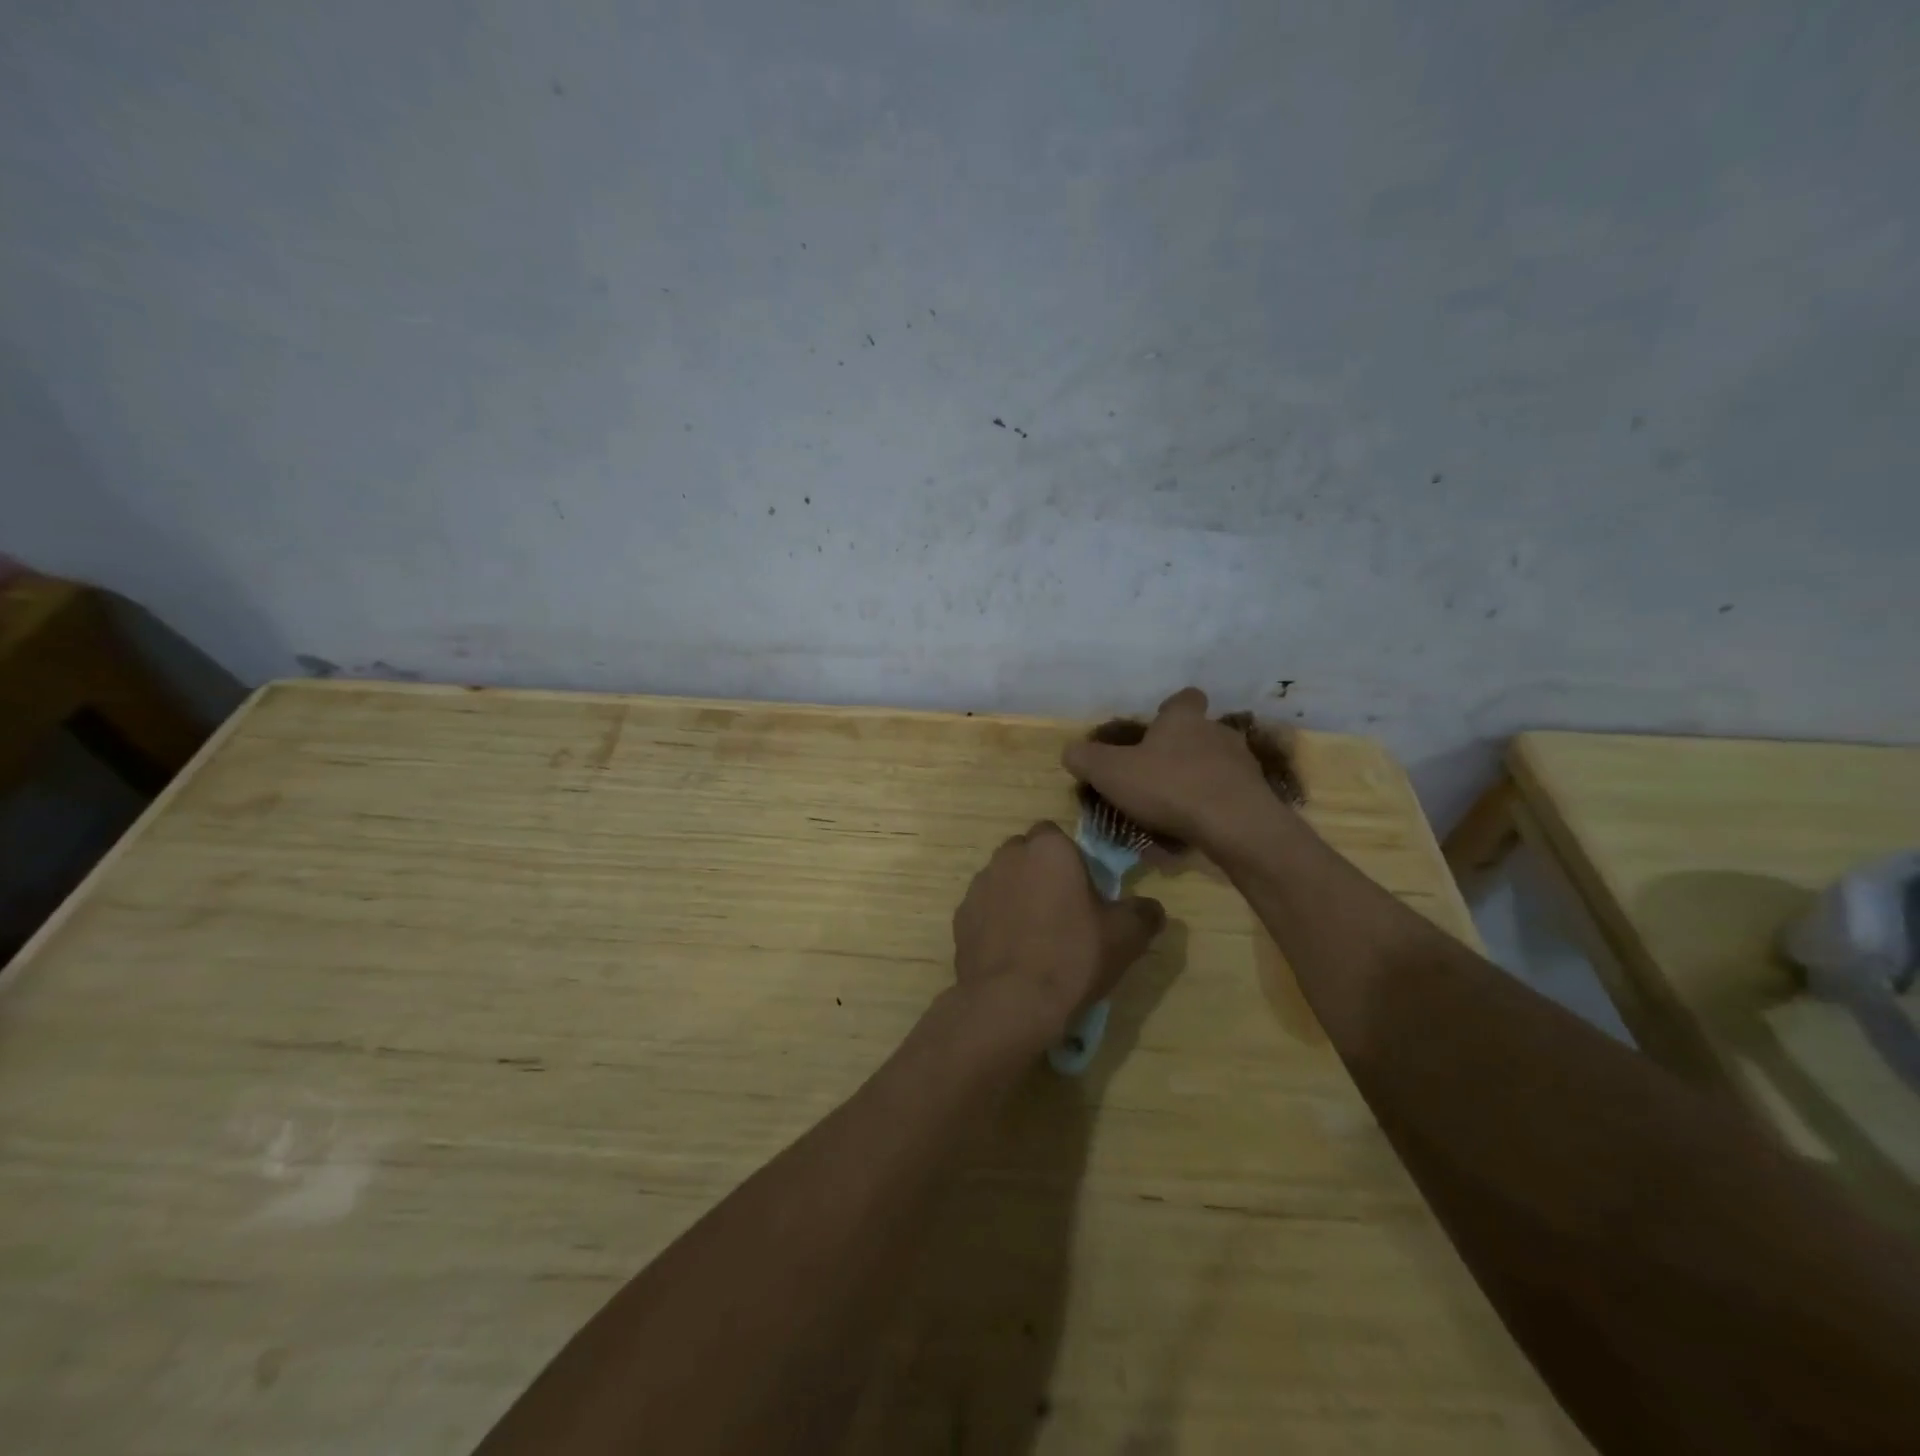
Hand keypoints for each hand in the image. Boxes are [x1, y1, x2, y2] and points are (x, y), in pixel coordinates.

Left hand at [952, 822, 1164, 1044]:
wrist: (1012, 1002)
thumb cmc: (1074, 956)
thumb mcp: (1126, 936)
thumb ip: (1144, 913)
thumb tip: (1151, 908)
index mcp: (1048, 849)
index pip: (1055, 835)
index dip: (1069, 859)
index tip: (1082, 890)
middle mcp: (1008, 856)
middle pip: (1026, 855)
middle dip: (1040, 874)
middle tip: (1062, 912)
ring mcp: (979, 886)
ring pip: (1003, 880)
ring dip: (1016, 896)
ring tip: (1035, 937)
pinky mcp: (961, 916)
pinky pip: (985, 910)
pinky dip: (996, 922)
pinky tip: (1012, 953)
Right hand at [1061, 687, 1281, 851]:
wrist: (1236, 825)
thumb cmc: (1170, 787)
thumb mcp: (1111, 772)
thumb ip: (1086, 759)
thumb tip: (1070, 750)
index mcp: (1184, 719)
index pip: (1183, 698)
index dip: (1170, 709)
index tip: (1155, 727)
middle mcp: (1217, 733)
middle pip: (1199, 733)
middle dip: (1180, 751)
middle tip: (1156, 775)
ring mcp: (1242, 765)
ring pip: (1215, 766)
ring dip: (1197, 781)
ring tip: (1174, 810)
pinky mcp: (1256, 797)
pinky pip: (1227, 797)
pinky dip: (1211, 809)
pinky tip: (1193, 832)